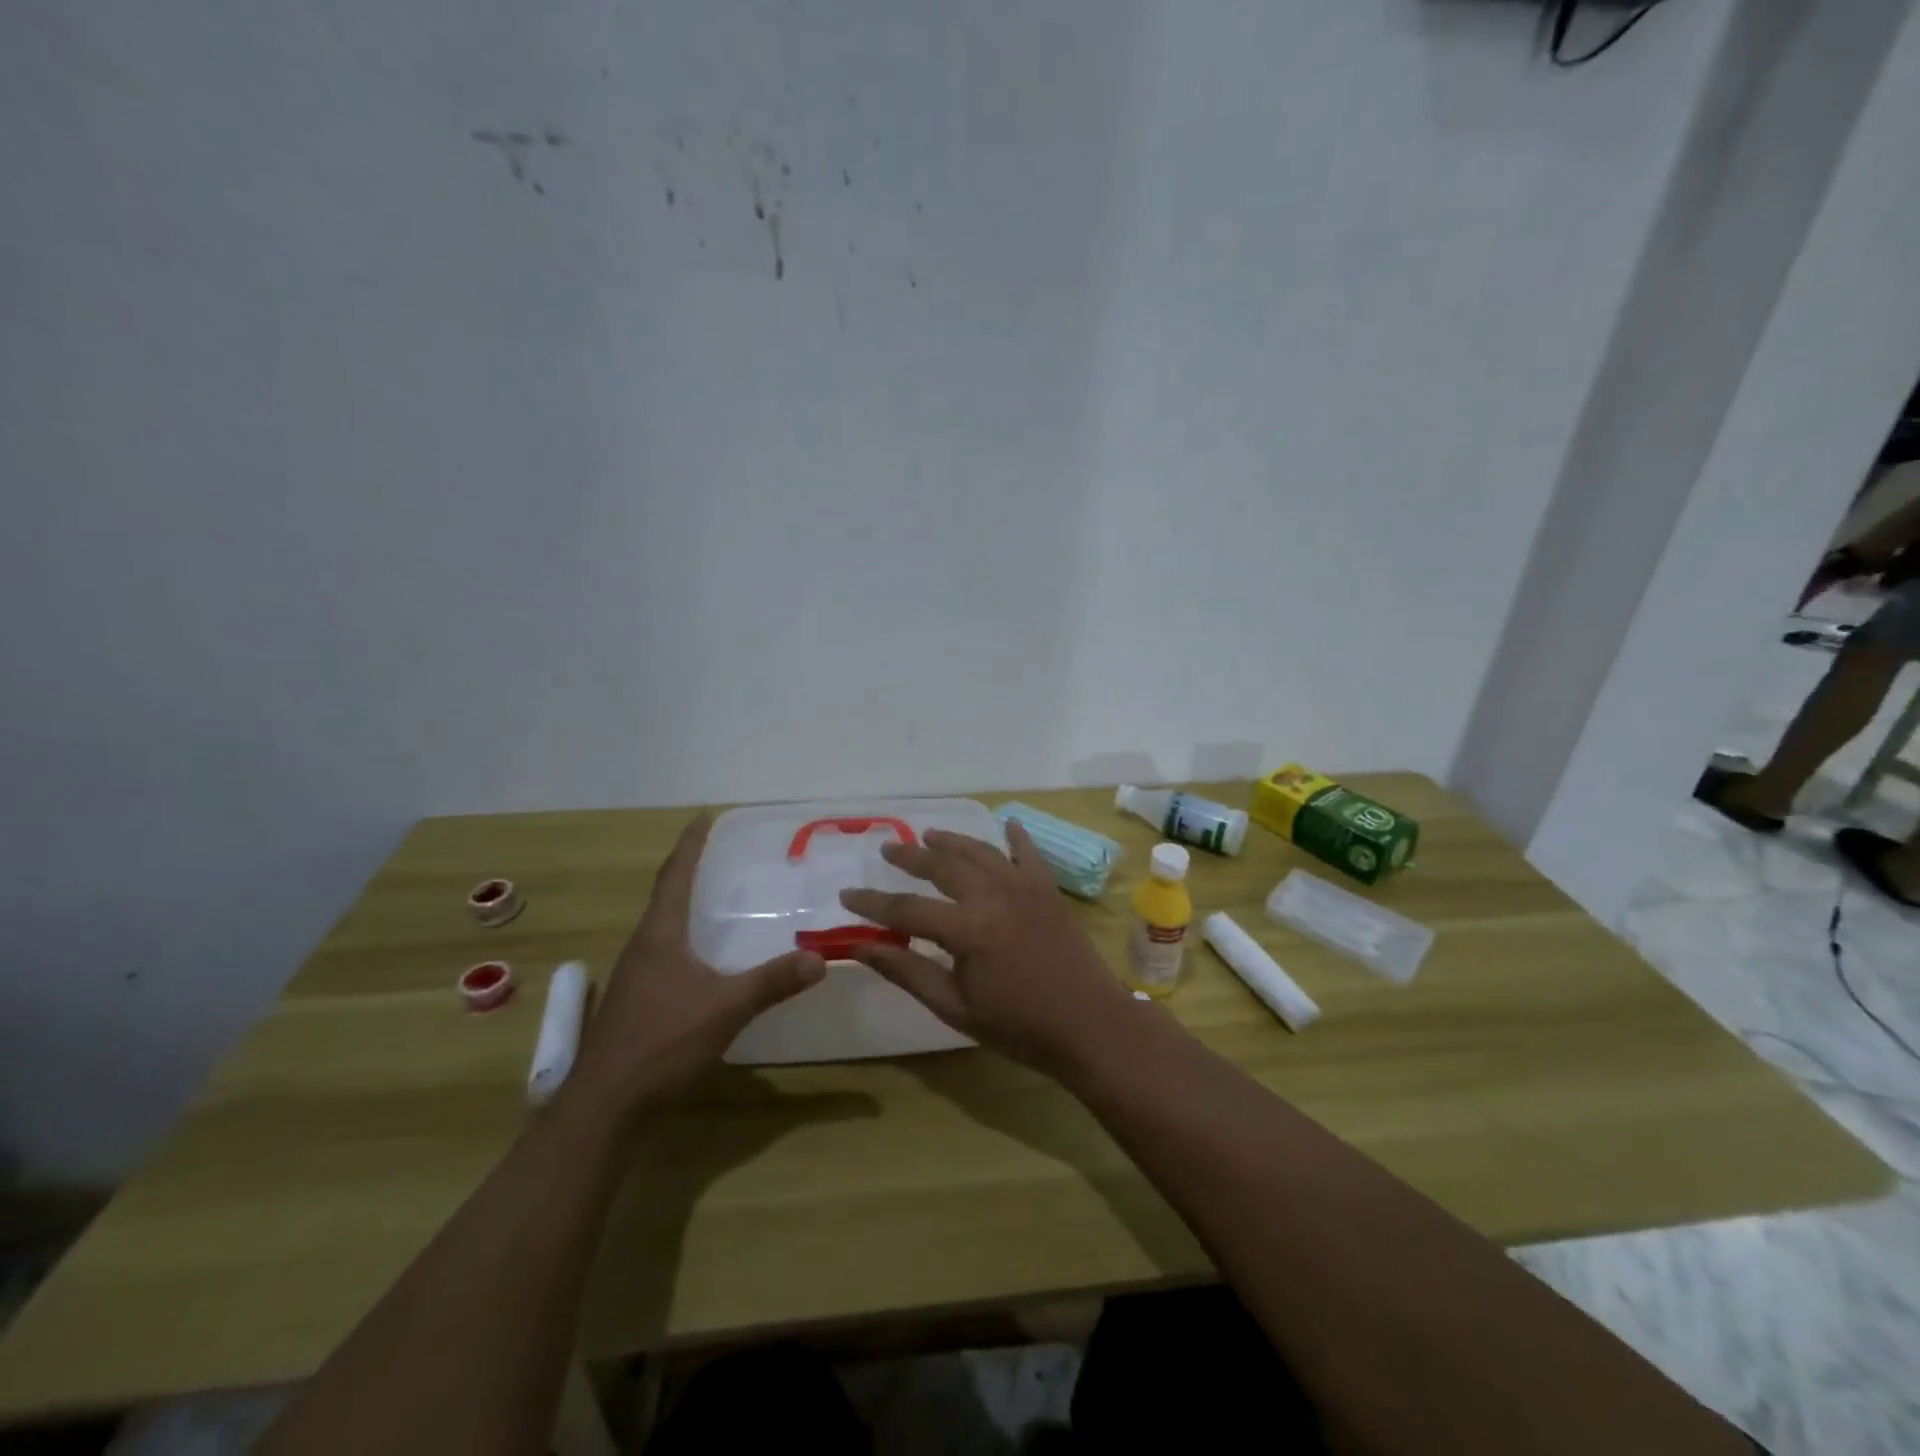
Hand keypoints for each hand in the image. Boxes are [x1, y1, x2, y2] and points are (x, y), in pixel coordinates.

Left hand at [567, 815, 825, 1118]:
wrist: (605, 1106)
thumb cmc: (661, 1043)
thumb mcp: (725, 1009)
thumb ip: (773, 981)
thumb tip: (820, 958)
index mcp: (659, 936)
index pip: (675, 876)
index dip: (690, 845)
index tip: (703, 817)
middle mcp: (642, 948)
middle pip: (665, 897)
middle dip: (688, 870)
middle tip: (719, 855)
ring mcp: (635, 977)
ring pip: (662, 928)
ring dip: (684, 906)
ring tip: (715, 899)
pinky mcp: (636, 1003)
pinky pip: (664, 954)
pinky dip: (685, 940)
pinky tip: (704, 959)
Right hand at [839, 821, 1133, 1073]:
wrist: (1089, 1025)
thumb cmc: (1018, 1025)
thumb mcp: (954, 1007)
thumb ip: (906, 971)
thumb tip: (859, 946)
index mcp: (966, 928)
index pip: (906, 909)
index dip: (872, 903)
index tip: (847, 894)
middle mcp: (992, 895)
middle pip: (942, 865)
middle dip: (910, 857)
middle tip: (887, 849)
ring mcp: (1023, 887)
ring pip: (980, 851)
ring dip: (953, 841)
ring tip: (929, 834)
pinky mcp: (1047, 889)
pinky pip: (1028, 853)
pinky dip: (1016, 836)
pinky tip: (1007, 823)